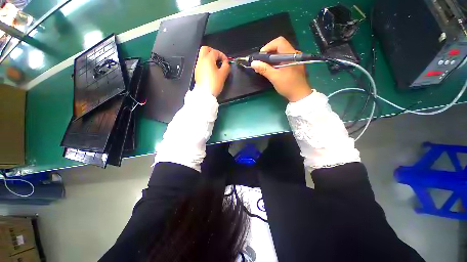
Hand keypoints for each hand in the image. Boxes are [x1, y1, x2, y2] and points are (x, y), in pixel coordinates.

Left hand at [194, 46, 229, 96]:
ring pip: (202, 56)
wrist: (205, 94)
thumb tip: (226, 63)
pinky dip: (206, 64)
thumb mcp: (223, 75)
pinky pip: (201, 64)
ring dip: (209, 58)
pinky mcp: (197, 72)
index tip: (226, 62)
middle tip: (219, 58)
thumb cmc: (214, 84)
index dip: (222, 55)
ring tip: (216, 65)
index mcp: (208, 59)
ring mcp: (198, 66)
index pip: (215, 52)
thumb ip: (226, 66)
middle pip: (205, 49)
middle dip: (213, 52)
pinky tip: (211, 71)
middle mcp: (201, 61)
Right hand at [251, 36, 312, 101]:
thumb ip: (264, 69)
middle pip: (279, 47)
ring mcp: (294, 59)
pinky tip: (270, 69)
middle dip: (268, 53)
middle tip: (261, 62)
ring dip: (270, 59)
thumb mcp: (275, 78)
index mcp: (291, 55)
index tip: (261, 56)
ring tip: (263, 66)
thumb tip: (253, 63)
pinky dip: (275, 62)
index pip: (279, 42)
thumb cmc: (288, 86)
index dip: (268, 46)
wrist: (300, 95)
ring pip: (280, 53)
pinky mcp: (293, 64)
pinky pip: (282, 59)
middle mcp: (294, 54)